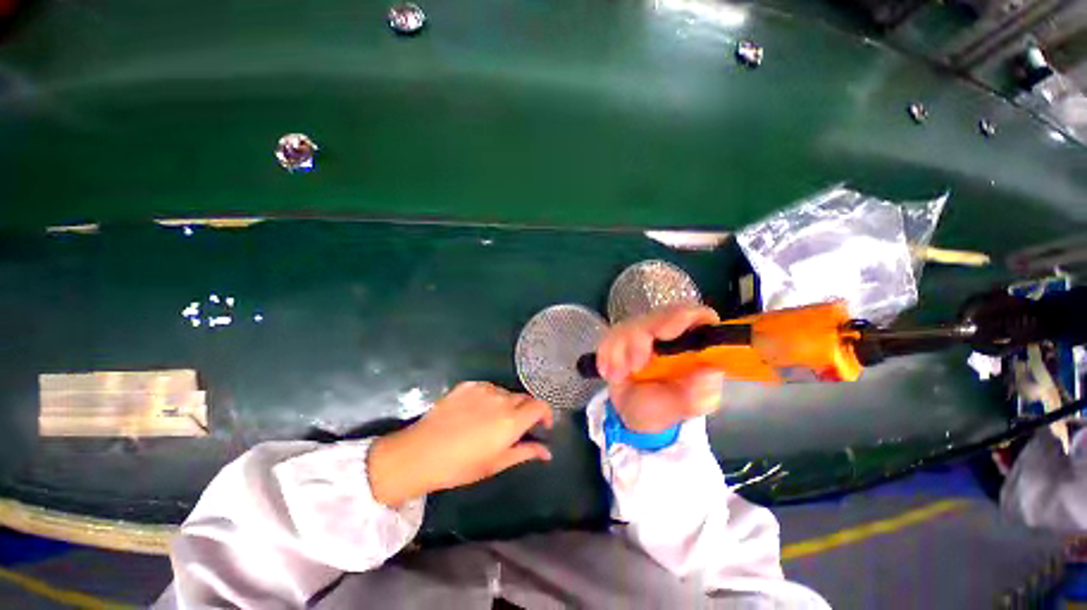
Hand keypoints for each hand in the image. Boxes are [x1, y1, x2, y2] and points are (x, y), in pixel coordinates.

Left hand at [368, 382, 553, 507]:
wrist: (419, 453)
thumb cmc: (460, 466)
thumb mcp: (496, 463)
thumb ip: (525, 452)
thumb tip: (547, 451)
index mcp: (512, 420)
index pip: (540, 405)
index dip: (546, 413)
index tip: (543, 425)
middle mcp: (502, 399)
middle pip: (524, 398)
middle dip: (526, 411)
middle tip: (516, 428)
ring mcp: (484, 388)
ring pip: (506, 392)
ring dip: (507, 404)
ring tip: (492, 420)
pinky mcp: (468, 384)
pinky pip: (488, 388)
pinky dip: (490, 398)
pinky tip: (476, 412)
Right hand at [597, 305, 724, 432]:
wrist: (630, 414)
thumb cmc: (662, 408)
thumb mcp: (683, 408)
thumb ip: (699, 394)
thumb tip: (711, 370)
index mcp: (692, 345)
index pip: (696, 316)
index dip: (682, 318)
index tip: (664, 333)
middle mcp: (668, 332)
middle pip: (657, 317)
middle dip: (639, 339)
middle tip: (633, 366)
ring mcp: (642, 332)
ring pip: (629, 325)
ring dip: (619, 351)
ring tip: (618, 376)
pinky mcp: (620, 336)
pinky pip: (609, 335)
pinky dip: (606, 354)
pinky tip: (607, 372)